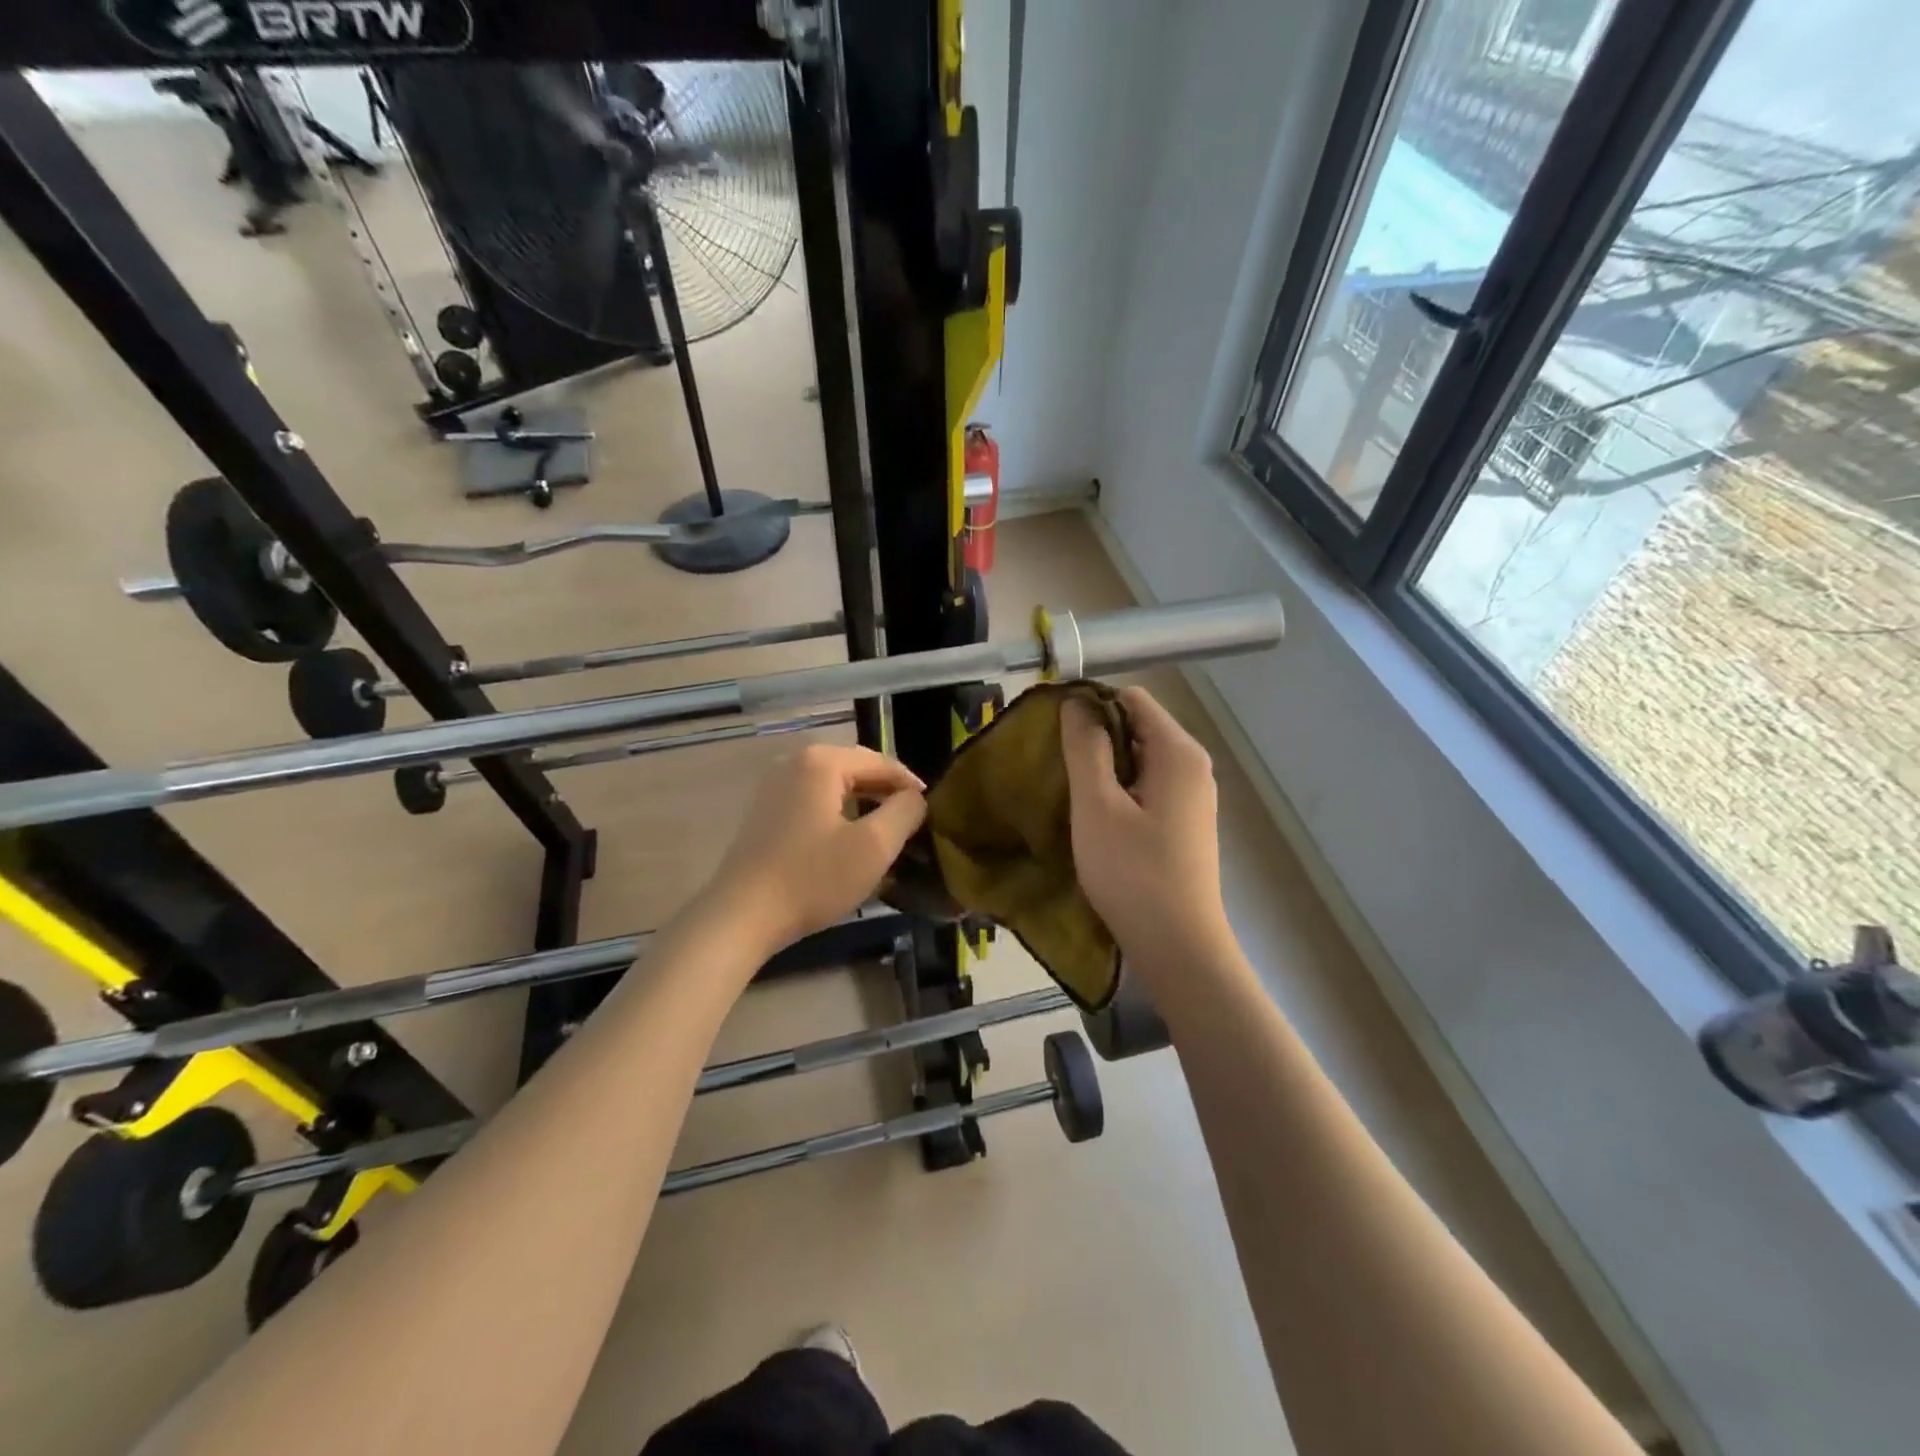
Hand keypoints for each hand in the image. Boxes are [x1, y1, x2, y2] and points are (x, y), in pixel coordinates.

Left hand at [703, 742, 926, 952]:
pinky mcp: (765, 812)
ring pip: (835, 788)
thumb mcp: (874, 847)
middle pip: (857, 771)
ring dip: (863, 806)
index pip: (882, 763)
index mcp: (822, 761)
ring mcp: (775, 787)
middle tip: (912, 824)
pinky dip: (838, 816)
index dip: (911, 786)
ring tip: (886, 834)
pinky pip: (814, 803)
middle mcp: (795, 762)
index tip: (932, 812)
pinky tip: (848, 843)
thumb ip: (905, 812)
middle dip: (887, 795)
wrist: (741, 917)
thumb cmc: (812, 878)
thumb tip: (915, 798)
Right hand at [1061, 686, 1231, 977]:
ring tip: (1068, 790)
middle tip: (1053, 763)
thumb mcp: (1097, 806)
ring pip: (1140, 760)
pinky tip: (1095, 817)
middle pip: (1137, 727)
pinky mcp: (1185, 824)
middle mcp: (1193, 766)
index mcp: (1178, 753)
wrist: (1178, 948)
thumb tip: (1076, 702)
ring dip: (1103, 767)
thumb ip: (1085, 748)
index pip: (1131, 698)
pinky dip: (1119, 791)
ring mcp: (1193, 797)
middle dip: (1094, 737)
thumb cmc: (1133, 873)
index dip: (1089, 705)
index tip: (1052, 730)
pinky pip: (1147, 787)